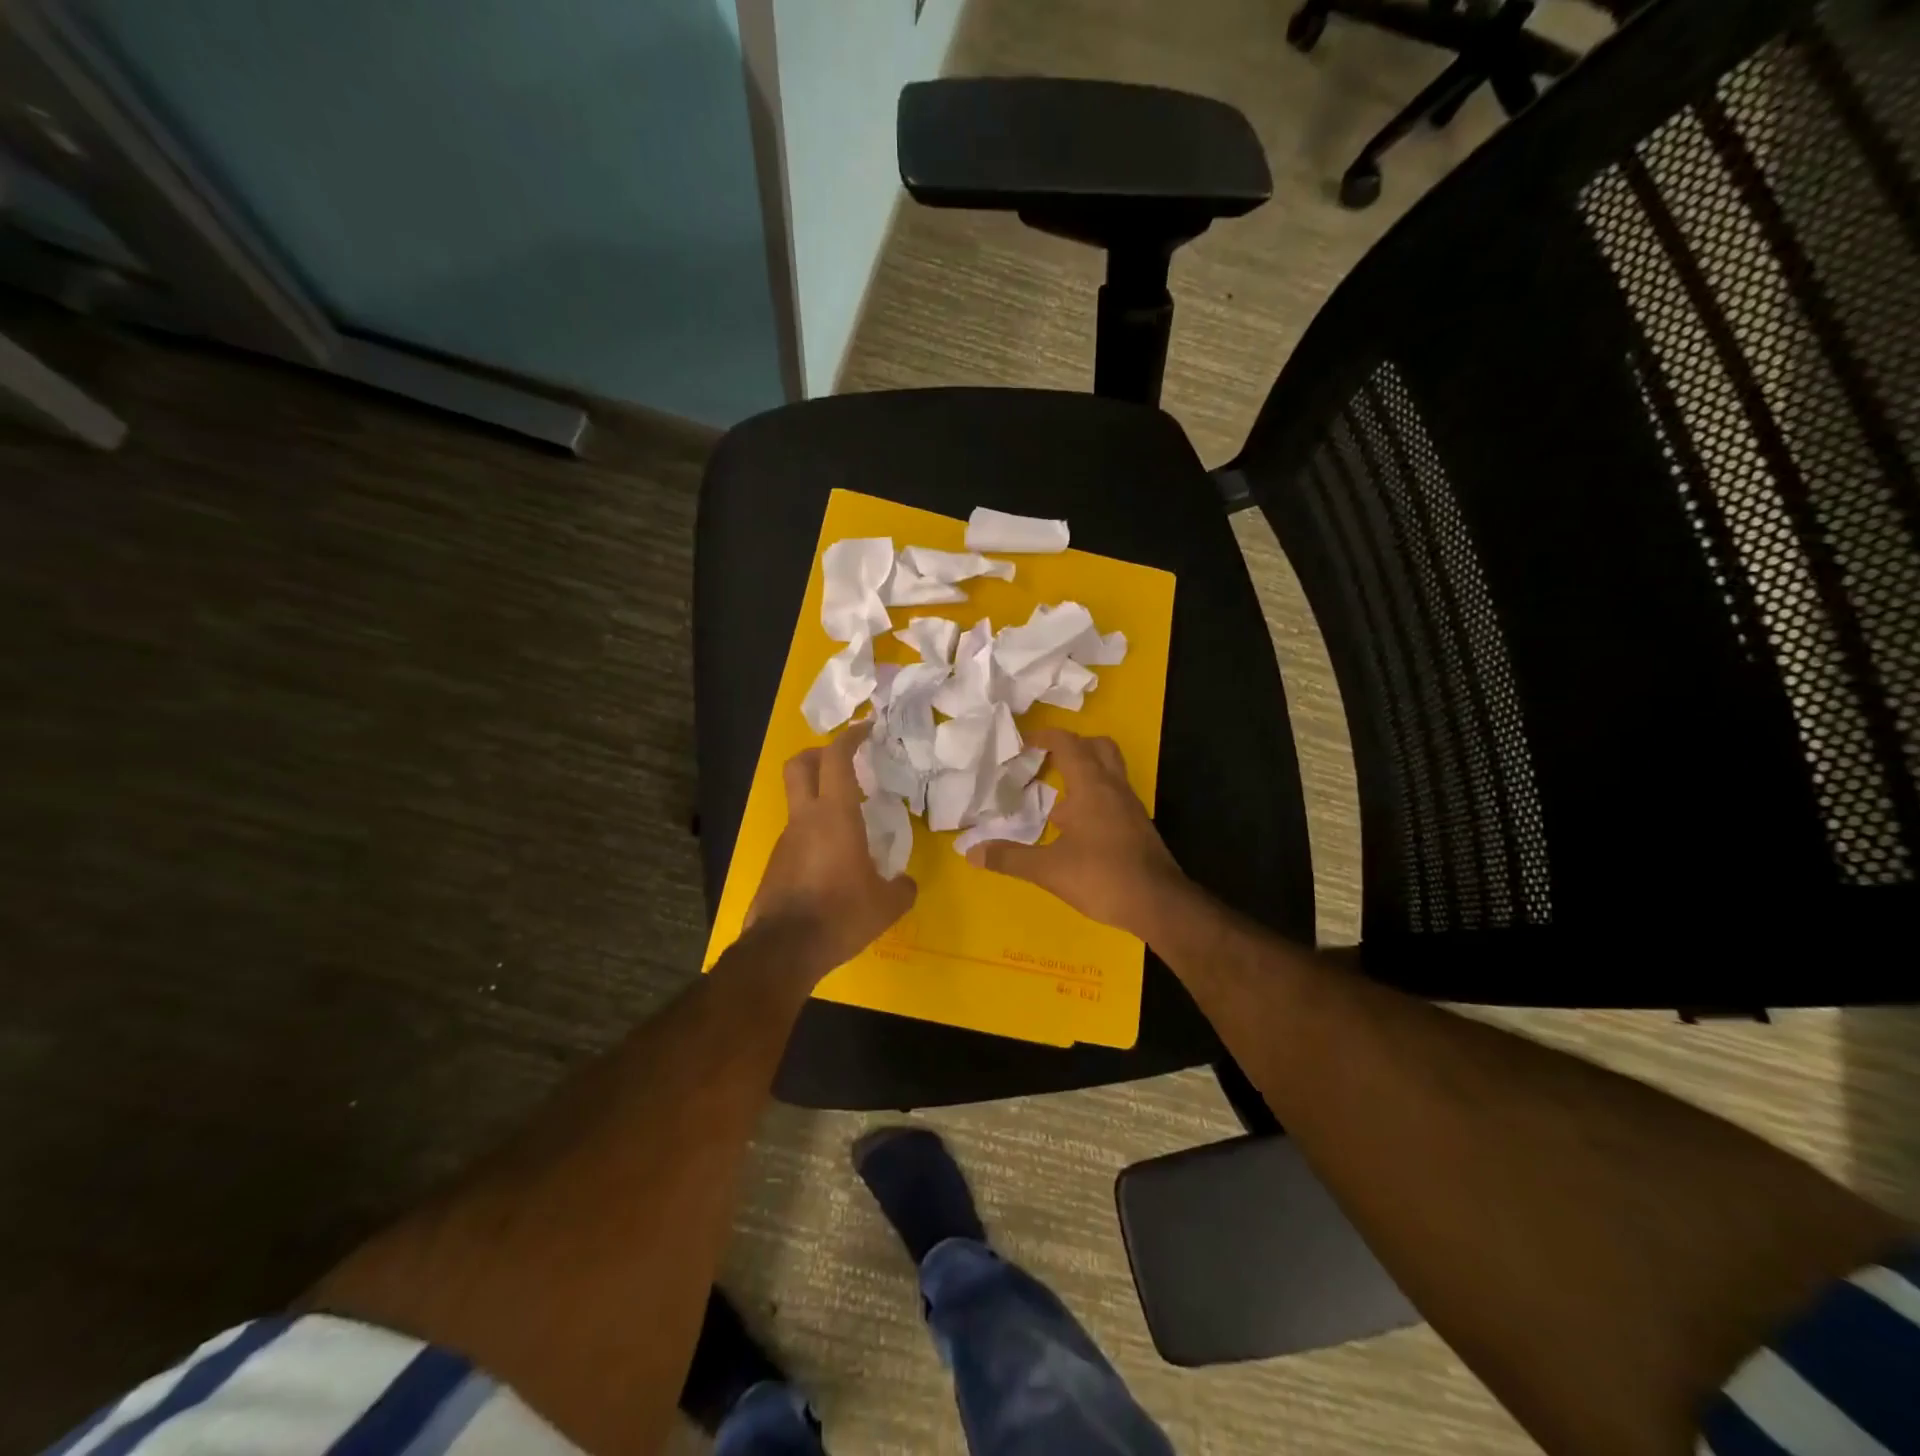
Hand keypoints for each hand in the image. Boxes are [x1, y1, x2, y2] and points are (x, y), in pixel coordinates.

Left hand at [747, 725, 916, 979]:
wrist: (784, 950)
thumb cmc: (841, 915)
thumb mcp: (887, 905)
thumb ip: (902, 887)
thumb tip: (906, 882)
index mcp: (834, 816)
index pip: (836, 759)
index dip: (850, 737)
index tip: (866, 728)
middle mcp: (805, 819)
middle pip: (799, 765)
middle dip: (819, 753)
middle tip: (845, 761)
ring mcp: (785, 841)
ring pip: (798, 803)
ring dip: (819, 800)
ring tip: (850, 825)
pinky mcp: (775, 865)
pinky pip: (797, 836)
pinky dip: (814, 834)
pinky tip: (833, 863)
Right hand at [965, 728, 1187, 939]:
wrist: (1159, 904)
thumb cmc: (1102, 877)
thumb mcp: (1049, 870)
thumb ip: (1010, 858)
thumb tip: (971, 851)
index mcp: (1091, 786)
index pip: (1068, 744)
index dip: (1045, 737)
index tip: (1023, 743)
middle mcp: (1114, 787)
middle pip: (1098, 747)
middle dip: (1072, 746)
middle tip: (1046, 760)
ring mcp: (1130, 806)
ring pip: (1110, 771)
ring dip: (1085, 772)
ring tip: (1056, 797)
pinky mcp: (1138, 825)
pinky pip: (1114, 795)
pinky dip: (1094, 797)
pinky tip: (1076, 826)